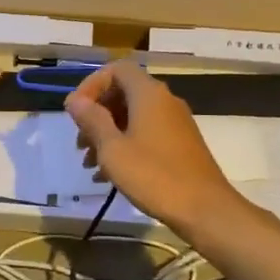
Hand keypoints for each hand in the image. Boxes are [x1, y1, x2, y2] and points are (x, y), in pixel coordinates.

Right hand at [64, 61, 243, 235]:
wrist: (205, 210)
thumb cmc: (154, 176)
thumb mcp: (113, 149)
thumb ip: (92, 120)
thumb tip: (75, 100)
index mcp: (148, 94)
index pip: (116, 69)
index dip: (91, 85)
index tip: (75, 112)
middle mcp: (164, 101)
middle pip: (123, 93)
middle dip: (96, 115)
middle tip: (80, 142)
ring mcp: (175, 123)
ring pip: (132, 117)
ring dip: (107, 134)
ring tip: (89, 164)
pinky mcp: (180, 144)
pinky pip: (145, 134)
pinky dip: (124, 146)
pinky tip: (108, 176)